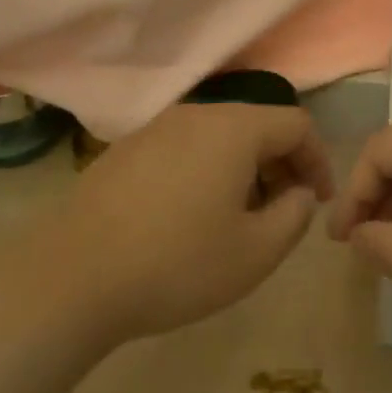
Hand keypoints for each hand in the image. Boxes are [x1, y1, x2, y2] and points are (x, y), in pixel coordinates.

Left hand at [29, 103, 333, 345]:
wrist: (72, 278)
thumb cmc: (177, 264)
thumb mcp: (256, 252)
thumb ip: (295, 215)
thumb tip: (298, 192)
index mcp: (233, 128)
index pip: (295, 124)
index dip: (318, 159)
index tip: (319, 200)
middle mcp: (195, 114)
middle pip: (256, 124)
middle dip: (281, 163)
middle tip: (284, 210)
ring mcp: (154, 128)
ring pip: (218, 136)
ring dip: (243, 168)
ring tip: (240, 216)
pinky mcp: (125, 150)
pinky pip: (184, 148)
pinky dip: (206, 170)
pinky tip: (191, 214)